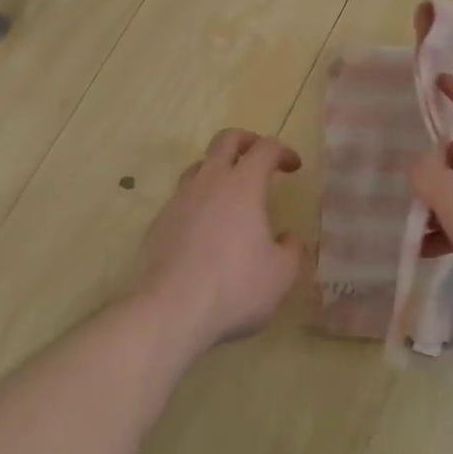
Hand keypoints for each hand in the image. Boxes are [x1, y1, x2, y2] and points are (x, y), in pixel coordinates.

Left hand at [134, 129, 304, 353]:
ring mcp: (178, 201)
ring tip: (229, 192)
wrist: (168, 313)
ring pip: (198, 167)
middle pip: (225, 140)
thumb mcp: (281, 275)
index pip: (265, 148)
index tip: (294, 166)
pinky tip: (204, 231)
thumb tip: (290, 239)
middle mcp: (209, 182)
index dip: (283, 151)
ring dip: (217, 169)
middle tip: (258, 156)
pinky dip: (197, 203)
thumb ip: (292, 251)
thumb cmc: (233, 288)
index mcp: (243, 185)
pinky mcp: (158, 224)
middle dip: (246, 140)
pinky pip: (181, 200)